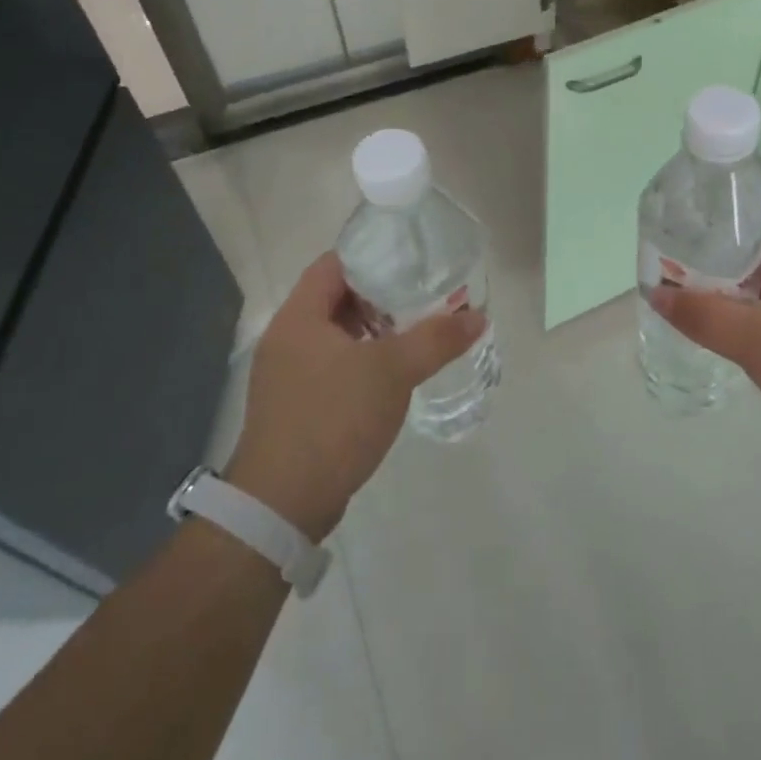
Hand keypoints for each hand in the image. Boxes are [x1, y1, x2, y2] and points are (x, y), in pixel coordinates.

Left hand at [223, 252, 483, 541]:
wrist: (282, 503)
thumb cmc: (333, 420)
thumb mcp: (392, 372)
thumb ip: (436, 340)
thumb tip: (478, 317)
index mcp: (298, 317)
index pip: (333, 264)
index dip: (371, 256)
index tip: (410, 259)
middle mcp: (286, 338)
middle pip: (334, 298)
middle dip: (378, 294)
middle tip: (421, 294)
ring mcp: (286, 374)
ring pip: (334, 335)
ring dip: (371, 329)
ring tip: (413, 330)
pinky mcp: (294, 405)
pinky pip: (331, 365)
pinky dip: (361, 359)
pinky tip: (391, 373)